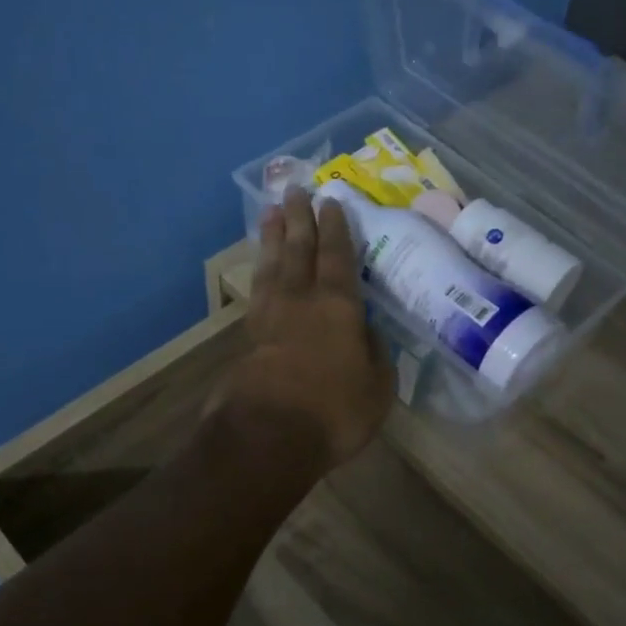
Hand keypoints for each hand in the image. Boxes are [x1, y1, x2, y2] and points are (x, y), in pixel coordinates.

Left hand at [217, 187, 393, 467]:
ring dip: (273, 237)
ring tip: (271, 213)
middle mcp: (302, 301)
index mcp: (339, 307)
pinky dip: (260, 271)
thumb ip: (375, 354)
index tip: (331, 201)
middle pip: (300, 249)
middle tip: (294, 189)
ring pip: (272, 265)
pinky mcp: (248, 337)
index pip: (338, 257)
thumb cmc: (334, 410)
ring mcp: (270, 317)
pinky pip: (257, 290)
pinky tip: (261, 267)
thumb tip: (368, 334)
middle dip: (300, 218)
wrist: (267, 435)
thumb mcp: (377, 387)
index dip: (336, 228)